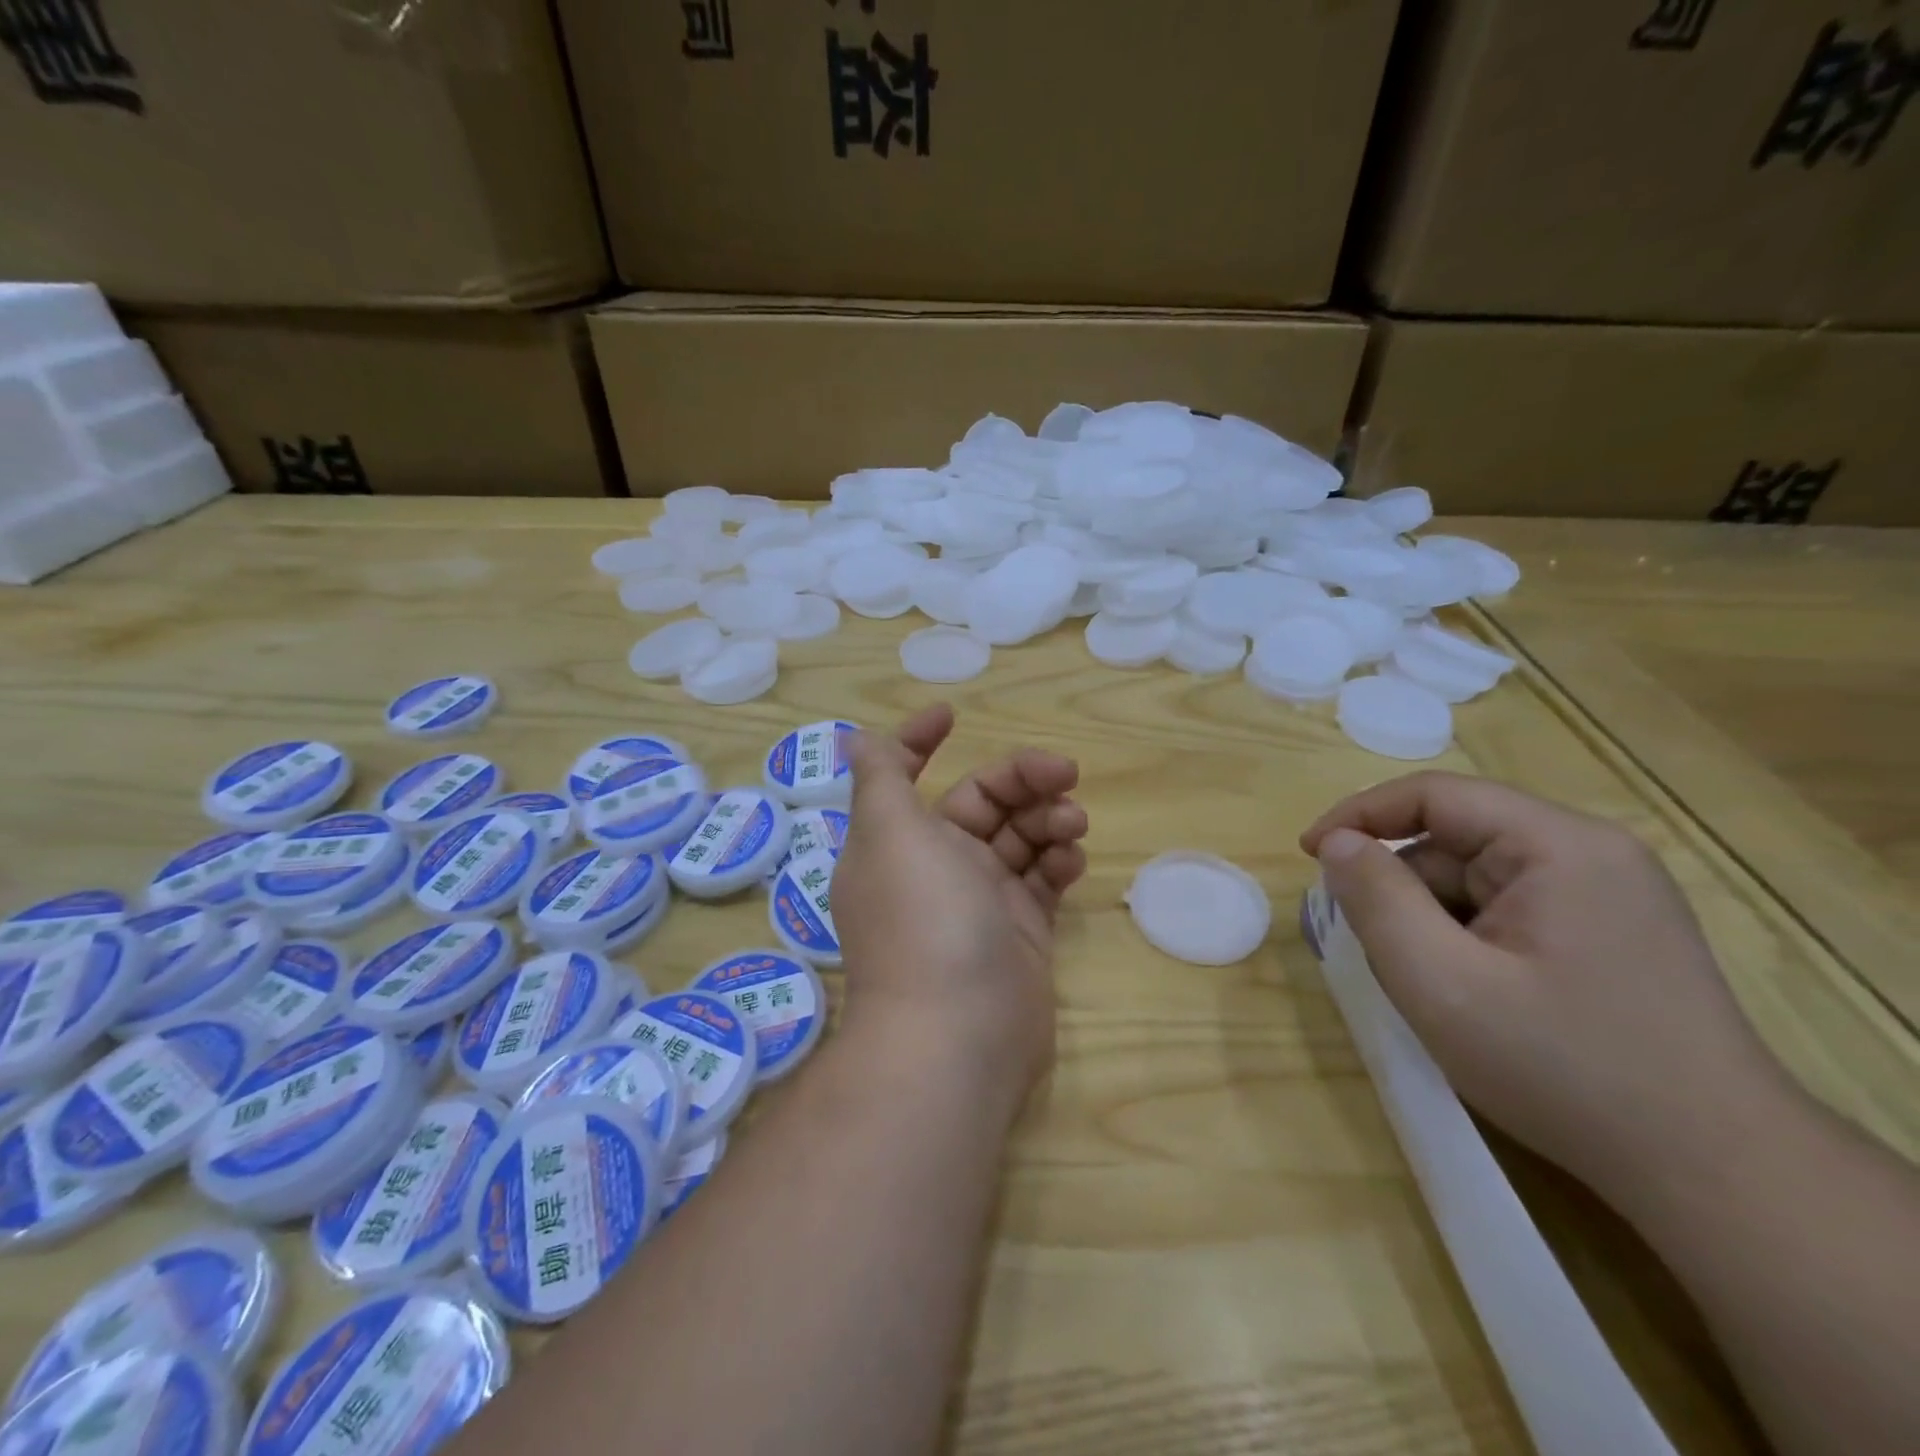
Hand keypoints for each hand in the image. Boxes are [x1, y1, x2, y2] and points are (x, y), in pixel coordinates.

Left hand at [832, 704, 1088, 1099]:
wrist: (959, 1034)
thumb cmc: (924, 917)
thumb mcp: (891, 832)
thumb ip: (880, 778)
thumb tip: (852, 738)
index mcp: (898, 840)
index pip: (905, 776)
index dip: (920, 741)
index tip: (951, 717)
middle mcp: (936, 866)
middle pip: (983, 802)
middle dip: (1022, 779)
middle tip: (1065, 774)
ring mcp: (981, 901)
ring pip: (1020, 838)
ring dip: (1048, 818)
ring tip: (1073, 824)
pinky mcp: (1020, 932)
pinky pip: (1043, 880)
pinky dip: (1058, 862)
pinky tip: (1073, 860)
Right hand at [1300, 773, 1790, 1201]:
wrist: (1718, 1176)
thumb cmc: (1564, 1069)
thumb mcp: (1440, 983)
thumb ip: (1376, 900)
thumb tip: (1337, 843)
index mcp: (1559, 846)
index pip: (1435, 795)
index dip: (1360, 815)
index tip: (1308, 854)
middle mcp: (1591, 853)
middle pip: (1458, 840)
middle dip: (1403, 887)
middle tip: (1376, 950)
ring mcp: (1609, 895)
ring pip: (1479, 880)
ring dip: (1435, 919)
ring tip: (1432, 986)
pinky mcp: (1613, 933)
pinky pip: (1509, 909)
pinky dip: (1469, 939)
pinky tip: (1474, 995)